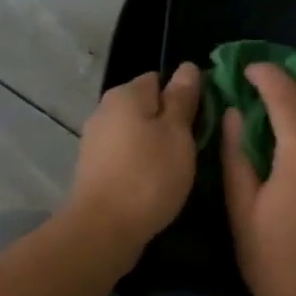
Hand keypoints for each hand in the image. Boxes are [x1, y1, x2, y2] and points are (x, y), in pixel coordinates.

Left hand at [65, 65, 202, 255]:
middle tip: (194, 148)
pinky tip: (154, 184)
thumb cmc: (149, 175)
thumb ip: (182, 99)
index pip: (160, 79)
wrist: (104, 228)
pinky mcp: (93, 170)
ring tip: (177, 170)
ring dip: (156, 147)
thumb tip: (187, 67)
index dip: (184, 97)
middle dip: (170, 123)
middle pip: (146, 107)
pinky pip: (125, 157)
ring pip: (136, 134)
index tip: (202, 121)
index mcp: (126, 94)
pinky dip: (140, 166)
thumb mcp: (177, 133)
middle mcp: (104, 111)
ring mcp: (95, 142)